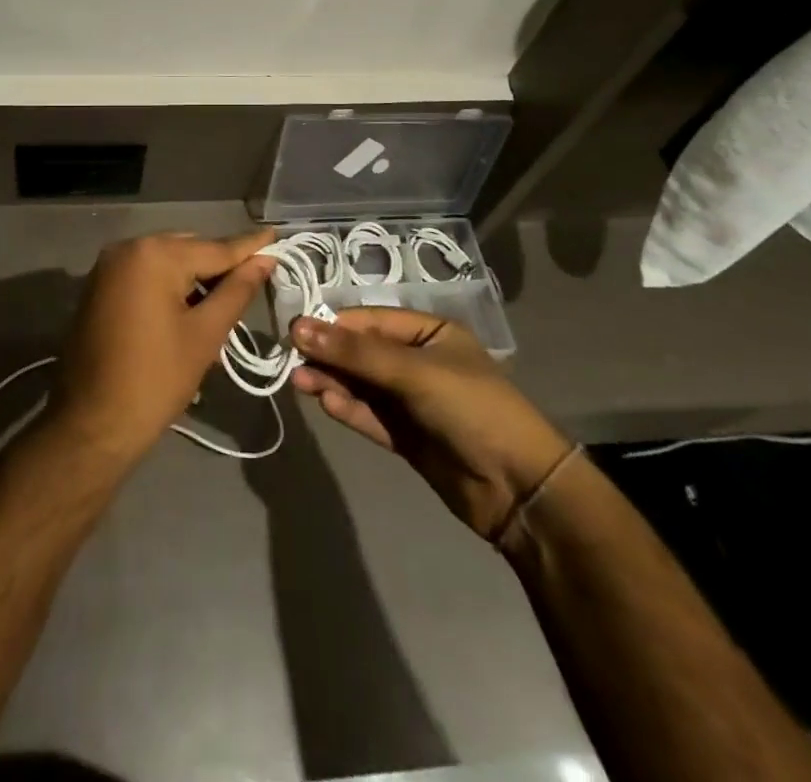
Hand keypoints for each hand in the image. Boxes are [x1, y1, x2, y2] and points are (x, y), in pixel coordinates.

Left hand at [49, 230, 275, 463]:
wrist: (91, 423)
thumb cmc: (155, 379)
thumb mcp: (205, 334)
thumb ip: (237, 291)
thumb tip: (264, 260)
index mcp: (154, 254)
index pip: (214, 248)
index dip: (249, 247)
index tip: (276, 236)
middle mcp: (128, 247)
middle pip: (189, 250)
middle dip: (220, 268)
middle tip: (254, 284)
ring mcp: (109, 266)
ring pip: (167, 262)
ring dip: (195, 280)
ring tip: (224, 306)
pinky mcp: (100, 285)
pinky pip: (145, 275)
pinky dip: (169, 287)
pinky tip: (190, 311)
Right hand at [290, 307, 571, 541]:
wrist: (520, 490)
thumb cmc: (472, 409)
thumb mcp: (413, 372)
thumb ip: (355, 353)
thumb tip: (298, 328)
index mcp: (429, 333)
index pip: (370, 320)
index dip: (333, 325)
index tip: (296, 332)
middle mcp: (418, 362)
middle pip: (362, 352)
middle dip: (329, 355)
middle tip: (290, 360)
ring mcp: (412, 401)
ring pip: (361, 384)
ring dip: (332, 381)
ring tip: (299, 382)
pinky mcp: (406, 436)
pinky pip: (369, 415)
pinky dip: (347, 408)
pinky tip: (325, 402)